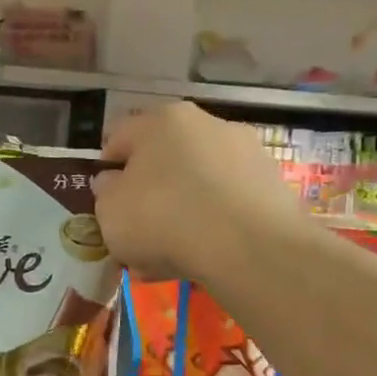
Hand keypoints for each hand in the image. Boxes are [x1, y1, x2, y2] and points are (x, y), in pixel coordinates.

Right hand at [92, 101, 304, 281]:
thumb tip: (114, 183)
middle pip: (163, 159)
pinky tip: (201, 256)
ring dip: (181, 210)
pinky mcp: (271, 185)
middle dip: (148, 191)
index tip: (104, 201)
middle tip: (136, 229)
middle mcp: (206, 124)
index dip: (106, 170)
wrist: (250, 249)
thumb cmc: (163, 218)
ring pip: (197, 182)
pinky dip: (212, 224)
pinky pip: (226, 204)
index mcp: (161, 120)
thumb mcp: (108, 210)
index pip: (118, 138)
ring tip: (168, 253)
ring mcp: (245, 152)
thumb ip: (105, 192)